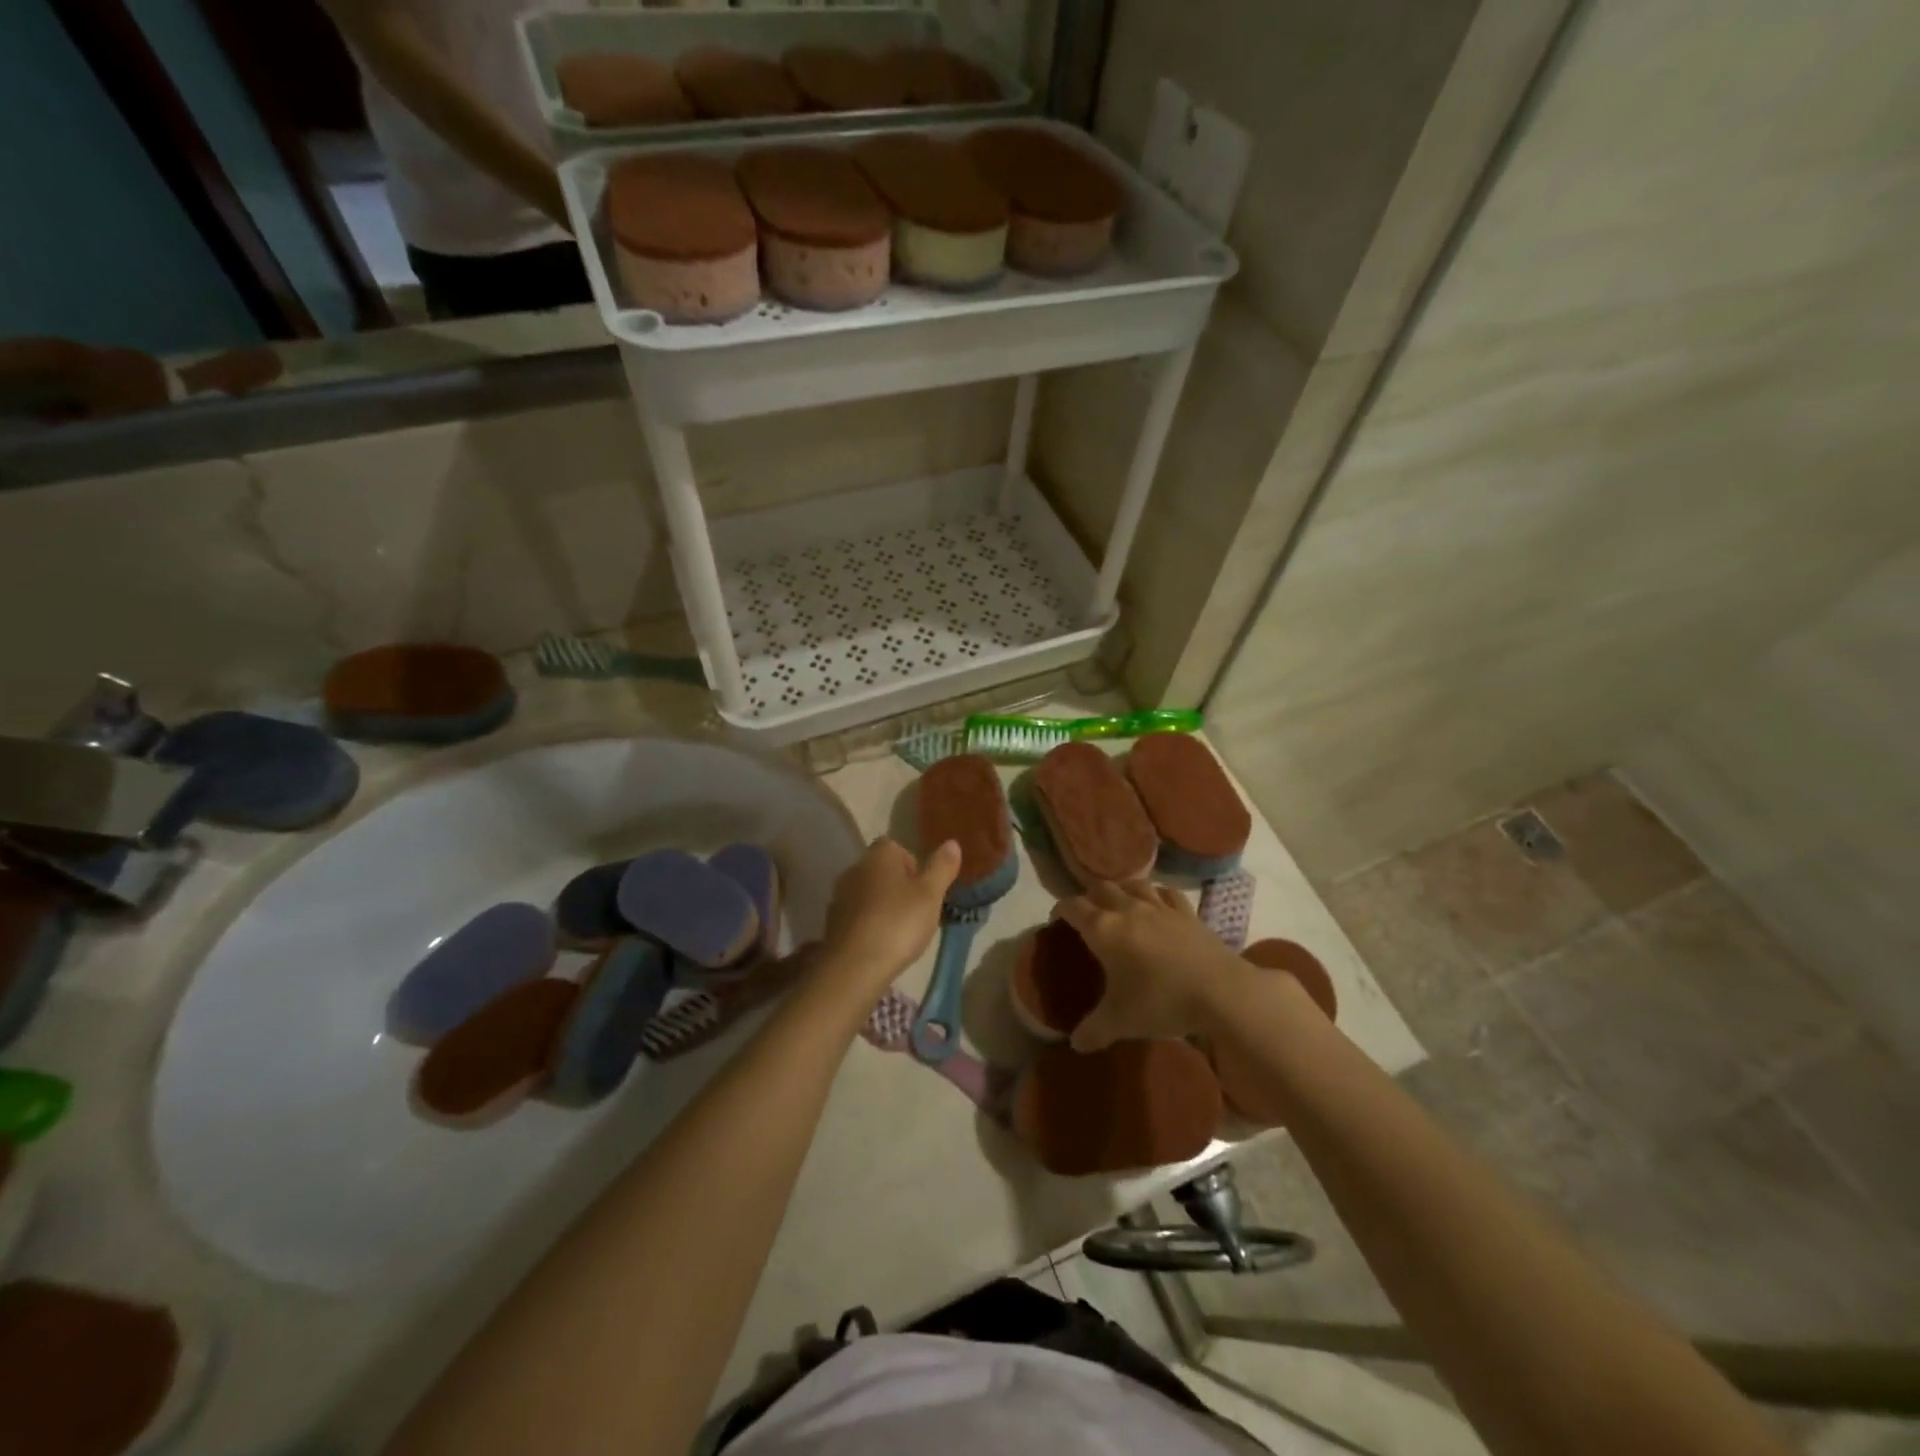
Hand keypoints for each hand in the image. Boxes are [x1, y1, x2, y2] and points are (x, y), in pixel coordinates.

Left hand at [820, 837, 960, 1002]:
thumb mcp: (930, 895)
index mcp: (879, 856)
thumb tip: (952, 843)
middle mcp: (855, 869)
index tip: (925, 888)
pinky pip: (857, 916)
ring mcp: (840, 896)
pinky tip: (882, 944)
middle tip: (918, 911)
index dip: (914, 864)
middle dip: (899, 886)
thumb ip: (941, 867)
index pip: (896, 847)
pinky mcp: (832, 923)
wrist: (854, 967)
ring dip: (884, 905)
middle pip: (882, 870)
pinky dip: (869, 924)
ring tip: (902, 931)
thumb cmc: (898, 924)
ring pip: (869, 893)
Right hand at [1055, 881, 1246, 1051]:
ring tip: (1119, 902)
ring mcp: (1160, 907)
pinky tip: (1157, 902)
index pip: (1073, 907)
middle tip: (1086, 914)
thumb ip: (1093, 1030)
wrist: (1220, 991)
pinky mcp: (1187, 913)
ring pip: (1133, 884)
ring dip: (1121, 889)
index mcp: (1103, 929)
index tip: (1057, 919)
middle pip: (1101, 888)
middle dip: (1089, 896)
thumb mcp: (1120, 1022)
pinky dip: (1156, 893)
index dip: (1061, 909)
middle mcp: (1128, 909)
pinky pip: (1166, 893)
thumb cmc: (1161, 1001)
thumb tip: (1076, 1044)